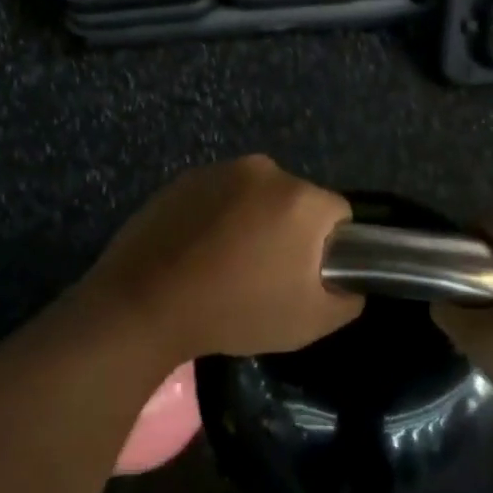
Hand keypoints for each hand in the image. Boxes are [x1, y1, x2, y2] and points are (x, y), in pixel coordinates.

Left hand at [77, 157, 360, 363]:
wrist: (144, 304)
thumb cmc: (235, 312)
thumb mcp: (311, 322)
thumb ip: (348, 298)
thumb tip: (348, 281)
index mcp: (301, 198)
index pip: (338, 216)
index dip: (327, 249)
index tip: (303, 278)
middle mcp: (265, 170)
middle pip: (296, 201)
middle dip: (289, 231)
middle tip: (265, 275)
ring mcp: (220, 170)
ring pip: (257, 196)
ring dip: (252, 221)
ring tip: (226, 264)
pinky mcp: (184, 178)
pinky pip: (219, 196)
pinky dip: (218, 217)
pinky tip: (198, 252)